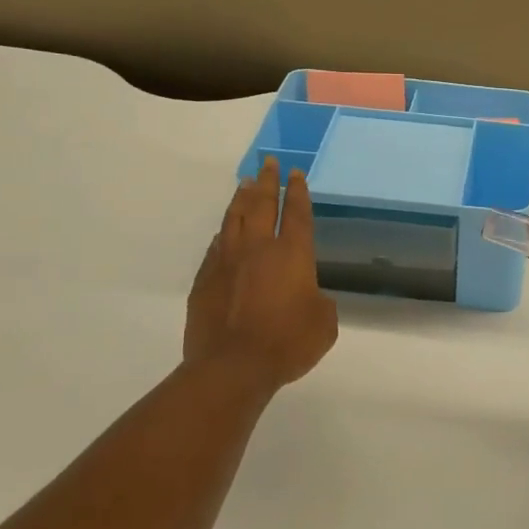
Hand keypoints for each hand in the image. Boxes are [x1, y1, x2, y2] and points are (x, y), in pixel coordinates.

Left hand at [185, 158, 337, 390]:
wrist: (232, 366)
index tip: (295, 173)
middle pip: (262, 205)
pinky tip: (223, 230)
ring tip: (245, 182)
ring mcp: (227, 262)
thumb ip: (319, 301)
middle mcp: (259, 249)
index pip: (296, 214)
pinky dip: (223, 233)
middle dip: (267, 182)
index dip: (297, 192)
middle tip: (268, 162)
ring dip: (241, 198)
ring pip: (234, 219)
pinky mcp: (205, 280)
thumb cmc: (288, 343)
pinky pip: (216, 247)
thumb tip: (307, 295)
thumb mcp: (324, 323)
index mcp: (292, 255)